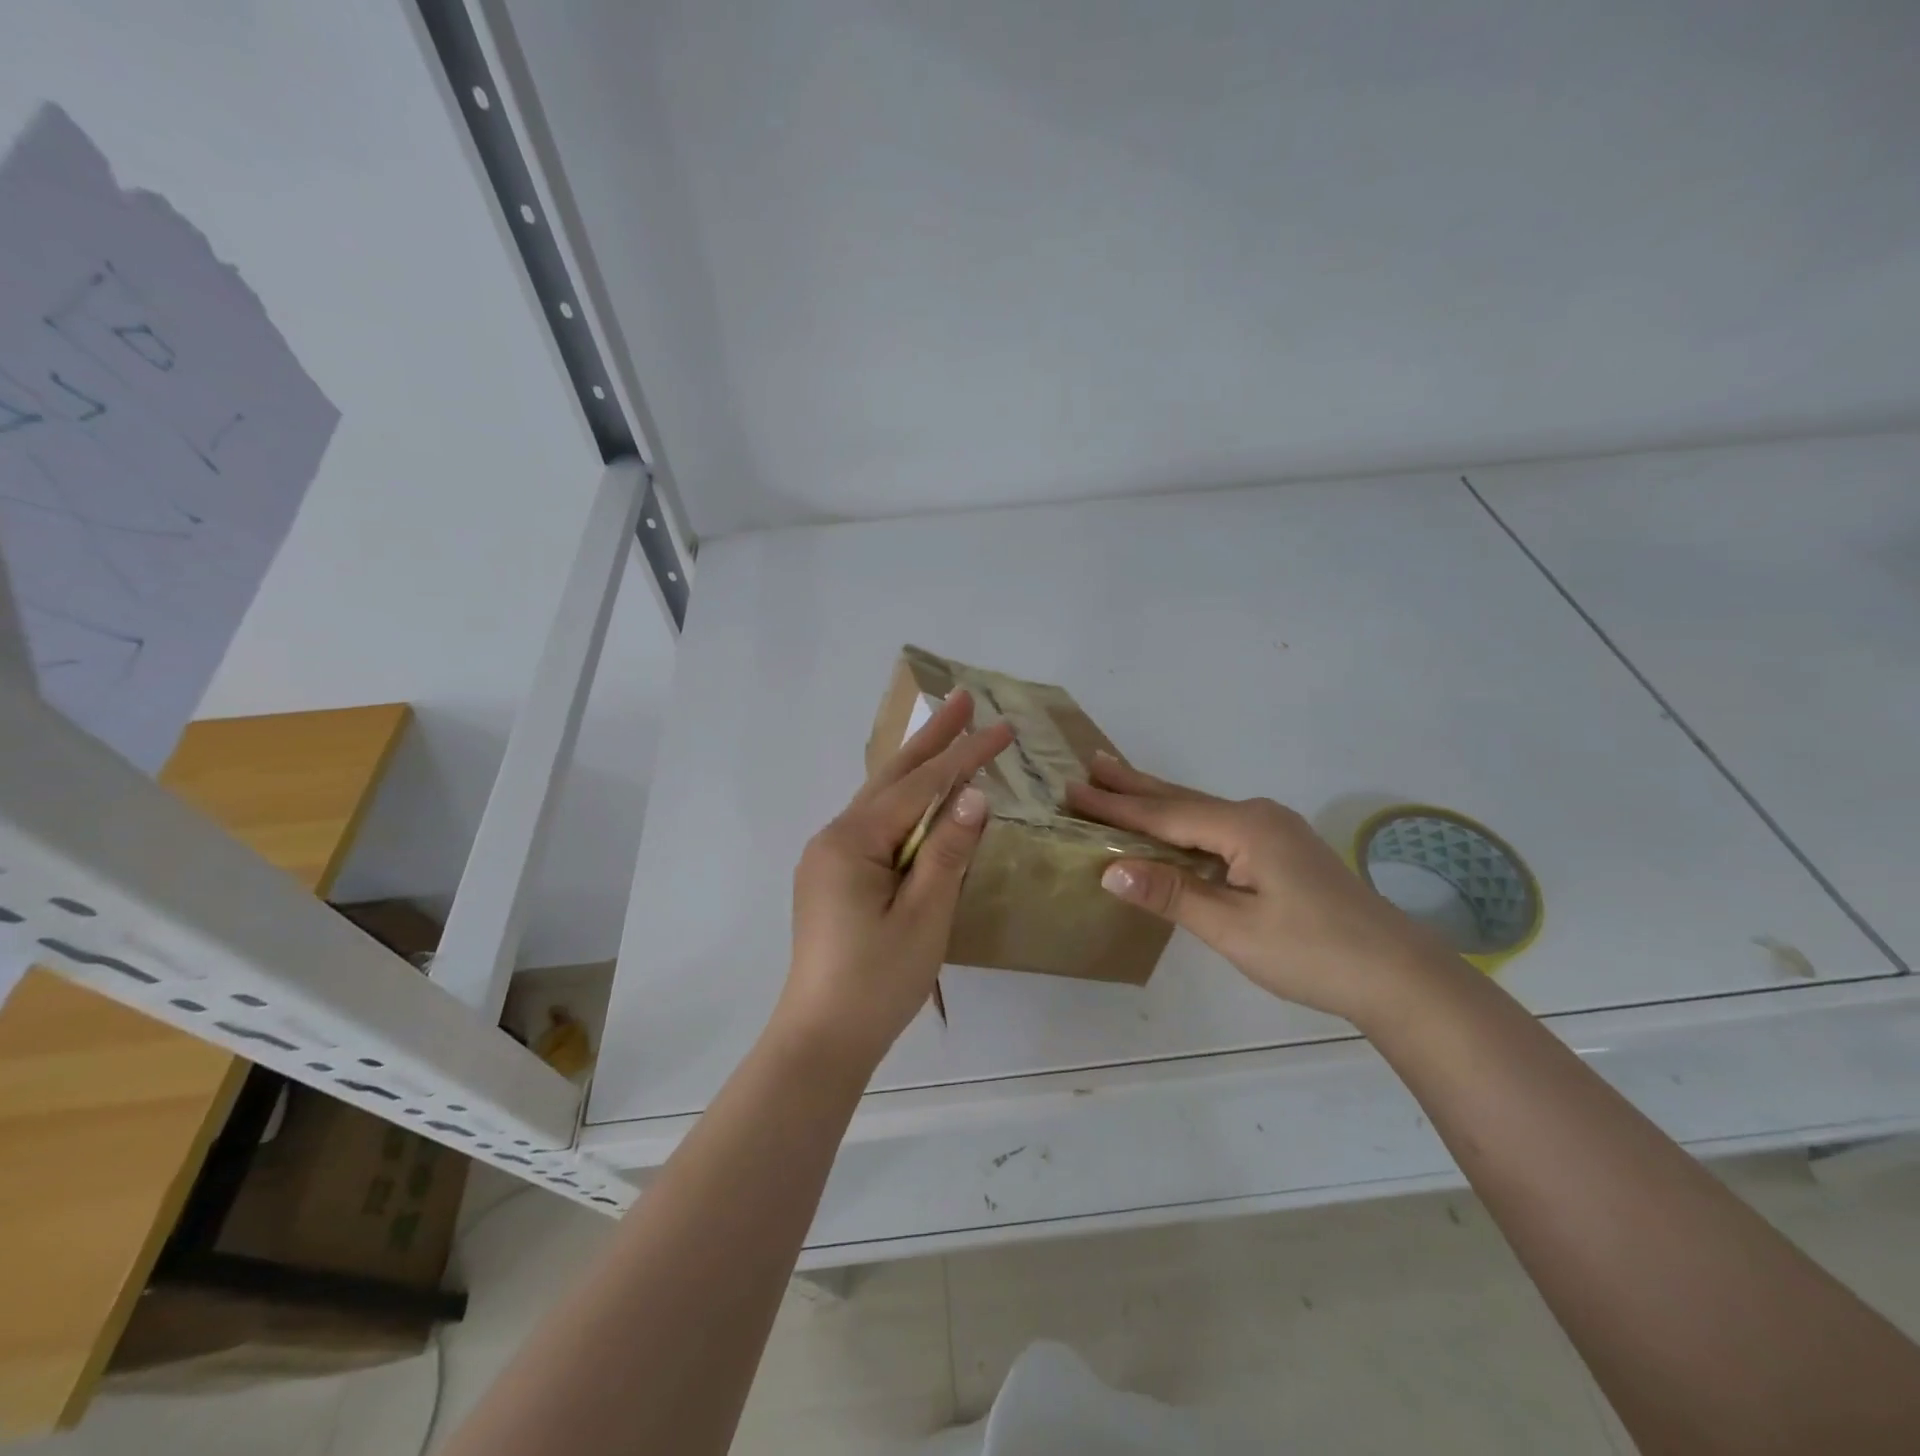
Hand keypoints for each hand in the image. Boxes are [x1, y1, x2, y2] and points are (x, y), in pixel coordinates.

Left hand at [774, 691, 1014, 1075]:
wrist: (821, 1041)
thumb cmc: (876, 982)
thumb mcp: (923, 916)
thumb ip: (948, 851)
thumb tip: (974, 795)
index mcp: (851, 841)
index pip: (919, 786)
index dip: (963, 755)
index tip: (1003, 727)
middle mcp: (834, 837)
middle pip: (892, 777)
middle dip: (932, 738)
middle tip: (961, 697)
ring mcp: (831, 857)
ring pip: (883, 799)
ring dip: (918, 766)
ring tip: (948, 731)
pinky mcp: (836, 877)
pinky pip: (878, 826)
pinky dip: (906, 803)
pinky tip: (922, 795)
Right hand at [1065, 755, 1453, 1024]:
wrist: (1398, 975)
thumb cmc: (1312, 952)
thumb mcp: (1234, 928)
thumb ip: (1172, 894)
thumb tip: (1109, 868)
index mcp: (1244, 827)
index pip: (1163, 813)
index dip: (1114, 806)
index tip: (1071, 789)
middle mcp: (1257, 816)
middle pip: (1180, 799)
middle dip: (1133, 785)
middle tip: (1091, 764)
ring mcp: (1274, 831)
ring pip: (1200, 811)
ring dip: (1157, 799)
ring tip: (1119, 780)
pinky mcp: (1282, 850)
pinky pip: (1217, 826)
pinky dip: (1183, 821)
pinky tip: (1172, 823)